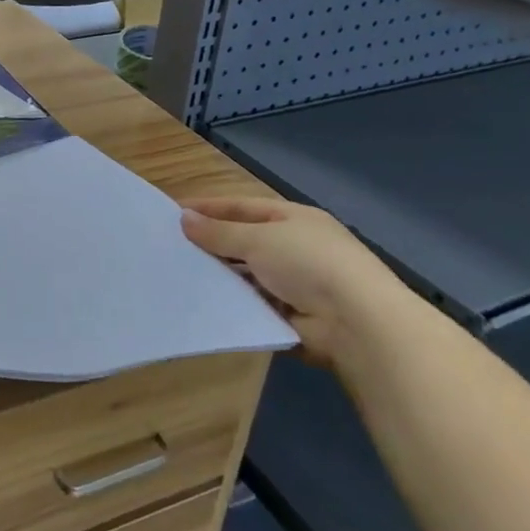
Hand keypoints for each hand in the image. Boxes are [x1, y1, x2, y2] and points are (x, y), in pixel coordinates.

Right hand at [180, 195, 415, 366]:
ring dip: (221, 276)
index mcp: (294, 219)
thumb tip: (184, 218)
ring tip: (180, 276)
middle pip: (245, 241)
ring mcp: (297, 284)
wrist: (358, 323)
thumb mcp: (258, 240)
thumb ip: (219, 232)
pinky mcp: (294, 317)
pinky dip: (234, 304)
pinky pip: (255, 305)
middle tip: (171, 247)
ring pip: (248, 275)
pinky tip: (204, 304)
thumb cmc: (308, 264)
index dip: (209, 208)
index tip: (174, 212)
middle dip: (212, 244)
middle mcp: (297, 247)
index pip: (243, 207)